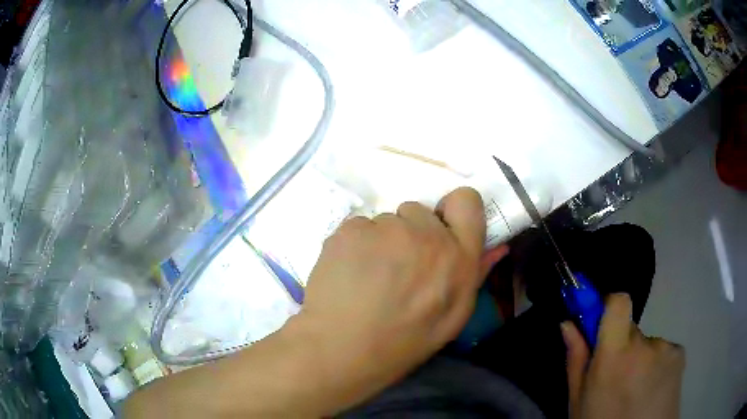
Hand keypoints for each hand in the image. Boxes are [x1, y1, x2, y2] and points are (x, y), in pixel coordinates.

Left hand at [289, 187, 507, 411]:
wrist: (342, 348)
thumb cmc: (403, 342)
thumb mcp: (452, 319)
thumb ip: (475, 275)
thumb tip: (496, 247)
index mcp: (458, 257)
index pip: (466, 201)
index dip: (454, 208)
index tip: (441, 225)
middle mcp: (427, 235)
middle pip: (419, 211)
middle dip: (411, 233)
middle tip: (398, 267)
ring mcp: (386, 229)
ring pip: (386, 220)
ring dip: (381, 240)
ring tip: (370, 275)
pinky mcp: (351, 229)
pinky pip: (358, 226)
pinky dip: (355, 244)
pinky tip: (349, 271)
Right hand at [562, 293, 684, 418]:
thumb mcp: (580, 401)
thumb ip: (576, 360)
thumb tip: (568, 323)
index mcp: (615, 358)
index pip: (618, 303)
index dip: (608, 305)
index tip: (600, 320)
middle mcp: (644, 346)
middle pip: (630, 330)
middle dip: (621, 347)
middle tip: (616, 378)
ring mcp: (666, 349)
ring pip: (646, 344)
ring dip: (640, 361)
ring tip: (637, 392)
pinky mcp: (680, 354)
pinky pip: (663, 352)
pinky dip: (656, 366)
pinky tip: (652, 391)